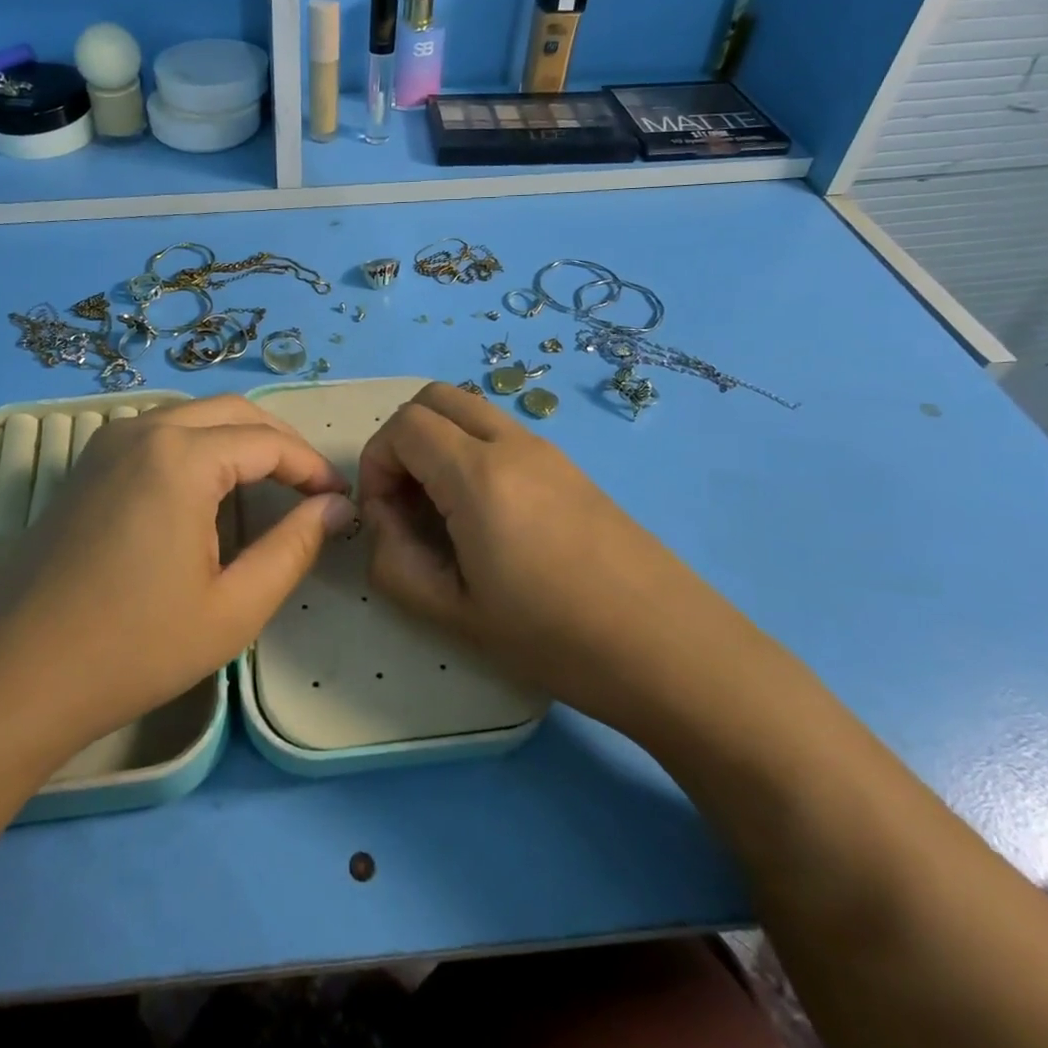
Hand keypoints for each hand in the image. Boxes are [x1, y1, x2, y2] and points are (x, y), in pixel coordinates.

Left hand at [0, 396, 355, 763]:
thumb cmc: (132, 648)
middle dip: (280, 442)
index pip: (268, 442)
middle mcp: (143, 430)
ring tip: (271, 485)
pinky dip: (200, 446)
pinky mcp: (87, 465)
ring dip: (240, 439)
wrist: (11, 679)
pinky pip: (159, 433)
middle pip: (233, 412)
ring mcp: (107, 443)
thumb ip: (294, 548)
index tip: (340, 500)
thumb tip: (337, 508)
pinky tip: (209, 490)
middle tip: (313, 487)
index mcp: (181, 457)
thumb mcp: (233, 608)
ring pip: (194, 417)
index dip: (312, 467)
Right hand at [358, 382, 736, 726]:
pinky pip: (502, 434)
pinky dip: (472, 453)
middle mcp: (512, 444)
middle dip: (402, 439)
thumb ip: (394, 562)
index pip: (403, 426)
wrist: (671, 649)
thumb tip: (385, 521)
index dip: (376, 463)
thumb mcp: (453, 613)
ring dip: (439, 443)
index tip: (383, 516)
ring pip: (471, 411)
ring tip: (444, 511)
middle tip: (406, 500)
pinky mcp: (571, 467)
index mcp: (478, 474)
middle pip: (434, 398)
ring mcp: (548, 450)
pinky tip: (488, 518)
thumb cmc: (555, 637)